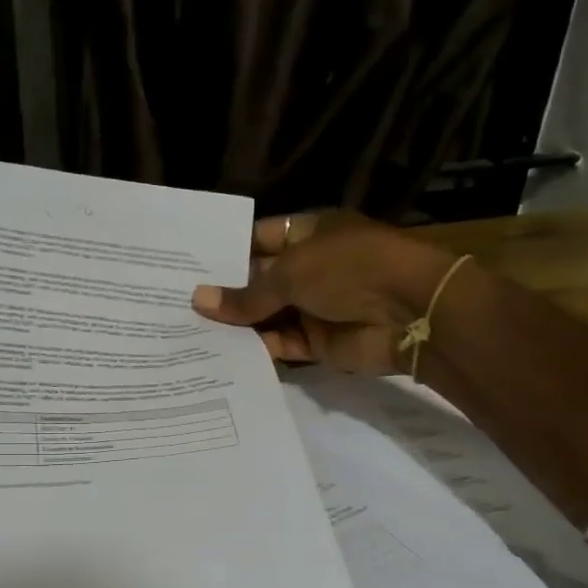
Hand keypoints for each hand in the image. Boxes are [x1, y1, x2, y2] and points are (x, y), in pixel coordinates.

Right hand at [190, 210, 460, 373]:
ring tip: (187, 332)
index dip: (226, 251)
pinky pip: (280, 345)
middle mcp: (309, 268)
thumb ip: (246, 294)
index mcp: (308, 234)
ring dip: (236, 325)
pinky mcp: (318, 343)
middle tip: (177, 304)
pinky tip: (219, 353)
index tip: (187, 267)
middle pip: (259, 281)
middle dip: (225, 293)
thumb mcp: (292, 272)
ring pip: (266, 316)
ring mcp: (314, 306)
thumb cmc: (350, 269)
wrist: (410, 313)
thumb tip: (199, 301)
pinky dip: (256, 349)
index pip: (259, 238)